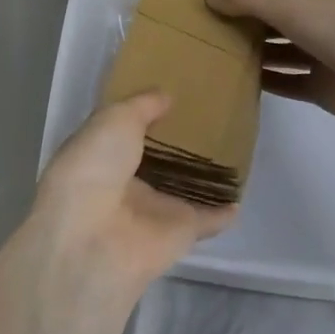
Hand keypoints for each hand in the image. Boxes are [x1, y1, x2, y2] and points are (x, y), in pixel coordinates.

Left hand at [30, 92, 237, 293]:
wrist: (93, 238)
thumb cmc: (94, 167)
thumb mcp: (113, 119)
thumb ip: (142, 106)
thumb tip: (166, 96)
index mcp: (103, 156)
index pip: (127, 135)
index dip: (146, 118)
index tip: (174, 97)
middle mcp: (128, 184)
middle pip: (158, 163)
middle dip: (178, 146)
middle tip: (211, 120)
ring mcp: (154, 212)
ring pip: (184, 190)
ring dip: (203, 178)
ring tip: (232, 153)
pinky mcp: (181, 234)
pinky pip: (208, 220)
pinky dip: (224, 212)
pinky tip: (241, 198)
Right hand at [207, 0, 334, 140]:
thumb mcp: (286, 2)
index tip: (214, 9)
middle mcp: (325, 16)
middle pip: (278, 19)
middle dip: (247, 26)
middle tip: (207, 35)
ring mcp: (328, 53)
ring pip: (283, 51)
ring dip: (255, 54)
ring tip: (215, 59)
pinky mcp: (327, 87)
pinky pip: (290, 82)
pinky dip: (268, 81)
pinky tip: (239, 84)